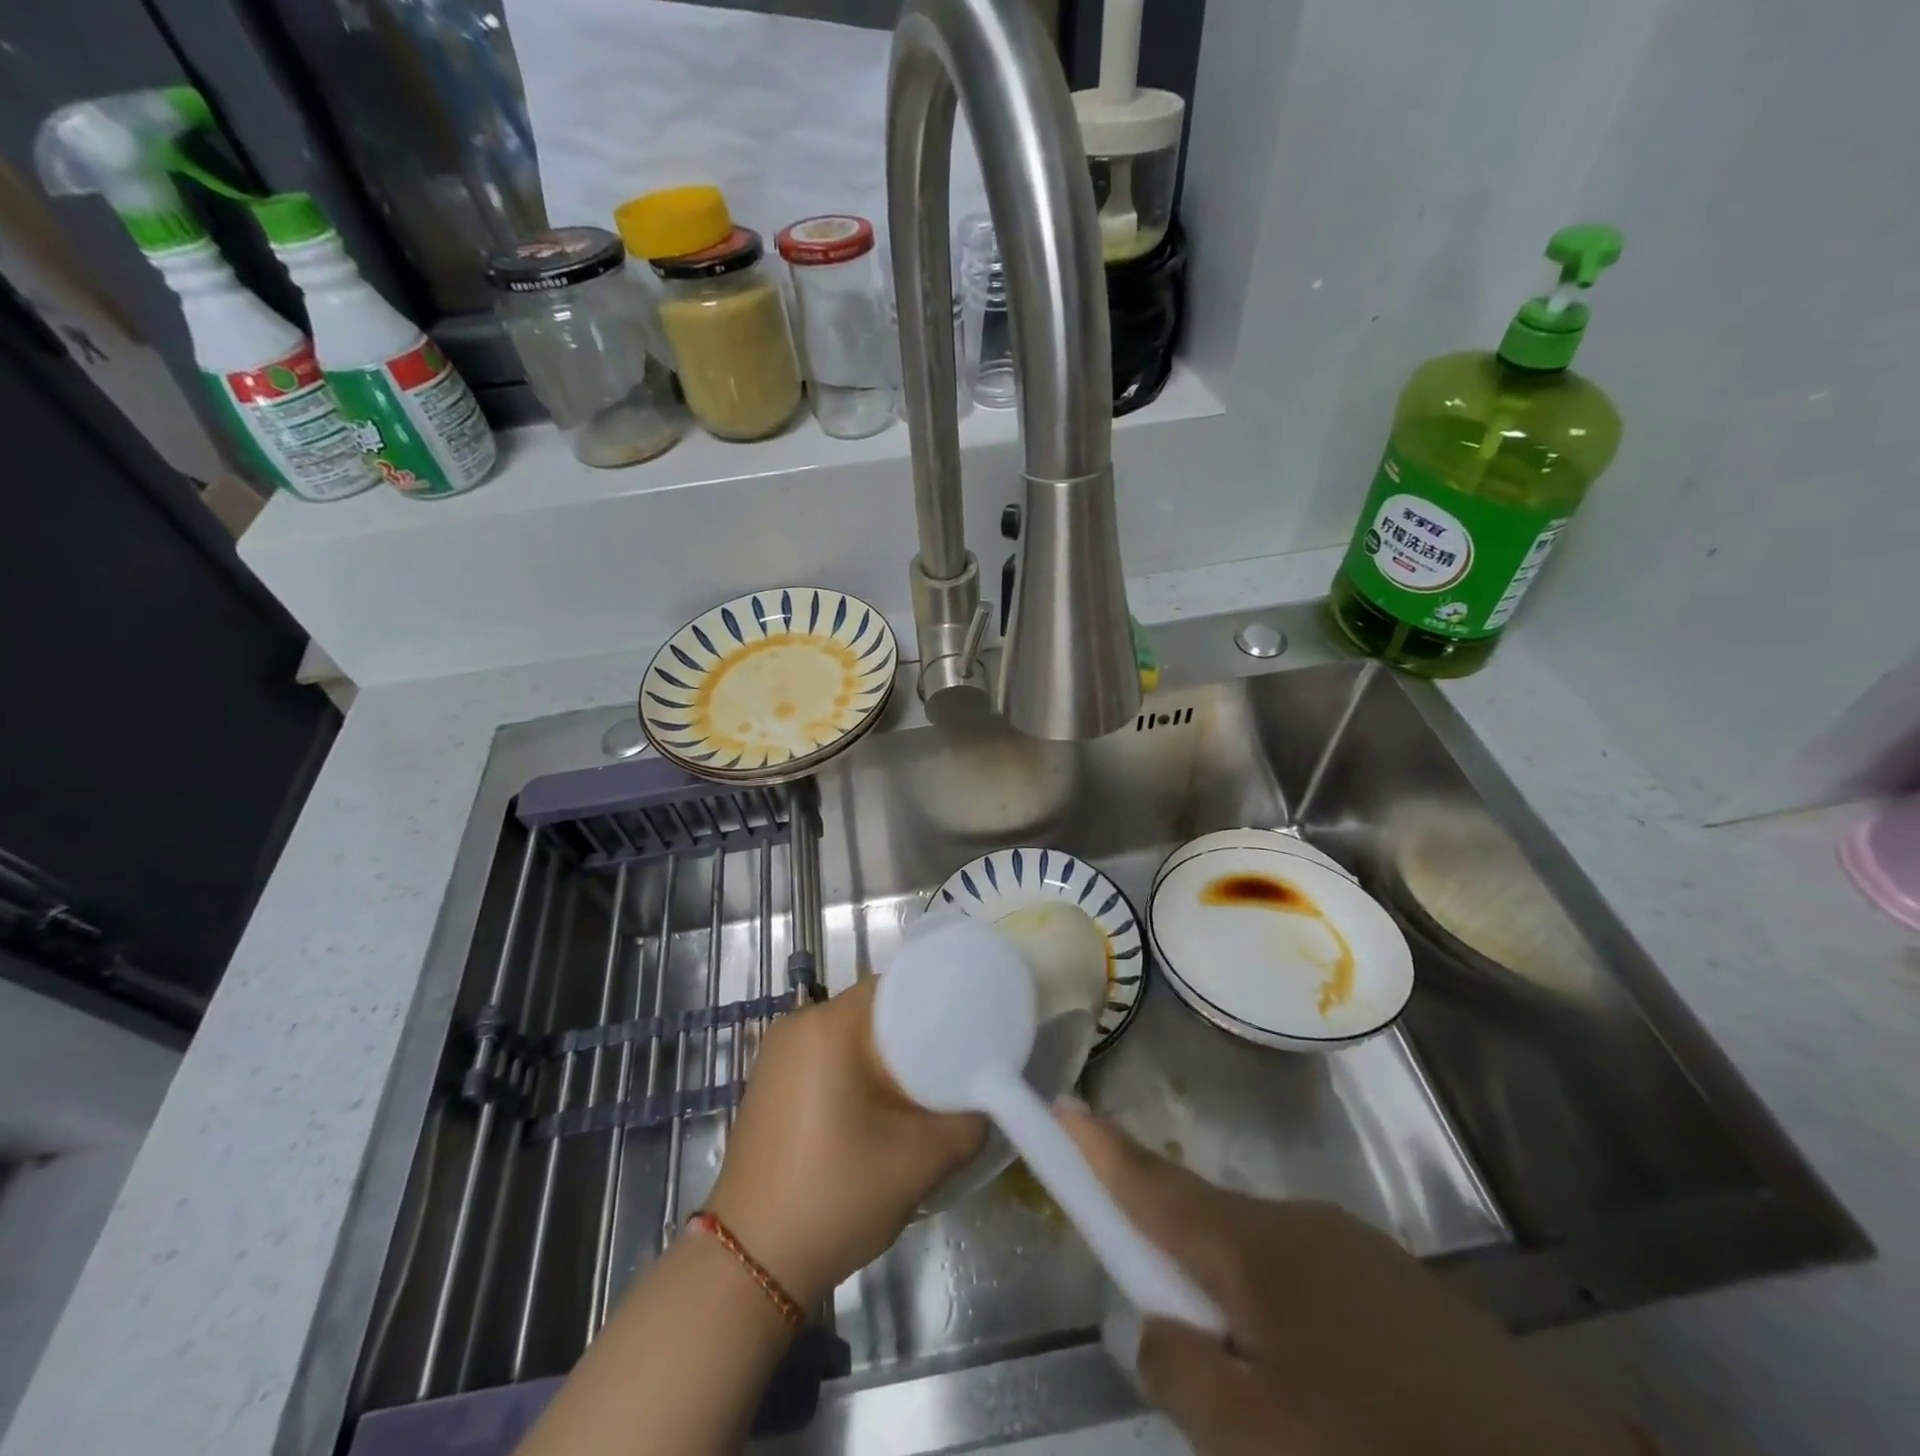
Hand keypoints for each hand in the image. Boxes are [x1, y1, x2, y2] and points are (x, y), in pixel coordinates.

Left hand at [705, 977, 985, 1306]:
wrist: (750, 1265)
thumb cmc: (835, 1197)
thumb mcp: (920, 1162)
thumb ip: (968, 1123)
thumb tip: (985, 1101)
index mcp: (828, 1024)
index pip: (896, 985)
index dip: (938, 1000)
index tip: (969, 1027)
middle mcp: (797, 1024)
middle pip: (874, 1010)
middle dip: (915, 1033)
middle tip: (954, 1063)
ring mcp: (777, 1054)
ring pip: (851, 1035)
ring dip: (886, 1055)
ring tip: (923, 1087)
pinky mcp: (770, 1082)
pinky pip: (827, 1056)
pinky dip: (857, 1070)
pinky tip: (879, 1107)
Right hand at [1059, 1106, 1635, 1455]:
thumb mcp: (1255, 1444)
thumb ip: (1178, 1372)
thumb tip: (1143, 1323)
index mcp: (1257, 1248)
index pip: (1153, 1186)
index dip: (1100, 1150)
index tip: (1061, 1105)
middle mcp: (1302, 1226)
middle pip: (1205, 1224)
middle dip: (1169, 1254)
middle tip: (1159, 1318)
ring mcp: (1362, 1255)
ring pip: (1262, 1261)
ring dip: (1233, 1298)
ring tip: (1253, 1387)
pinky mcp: (1408, 1294)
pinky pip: (1313, 1286)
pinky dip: (1288, 1319)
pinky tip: (1324, 1393)